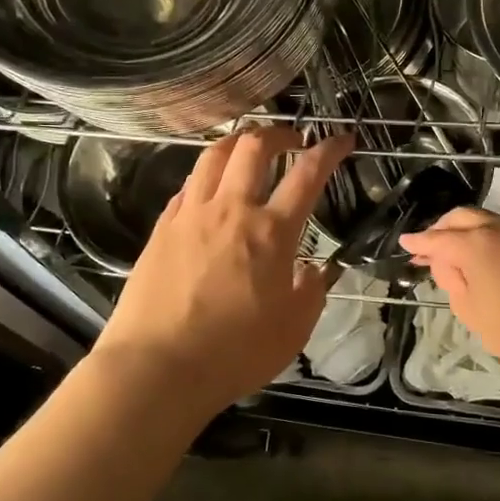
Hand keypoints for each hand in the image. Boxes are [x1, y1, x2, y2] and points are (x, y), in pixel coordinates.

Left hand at [95, 127, 354, 417]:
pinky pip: (188, 186)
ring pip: (214, 156)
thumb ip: (311, 292)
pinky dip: (206, 175)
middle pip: (254, 147)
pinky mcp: (162, 229)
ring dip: (237, 142)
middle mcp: (231, 210)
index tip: (342, 139)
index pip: (308, 174)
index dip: (329, 150)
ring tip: (248, 147)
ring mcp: (191, 215)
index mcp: (271, 232)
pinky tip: (209, 188)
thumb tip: (314, 270)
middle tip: (291, 139)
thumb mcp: (293, 330)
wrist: (157, 367)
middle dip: (278, 133)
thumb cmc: (234, 353)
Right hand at [398, 207, 499, 380]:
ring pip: (488, 220)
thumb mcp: (470, 310)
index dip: (419, 242)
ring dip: (469, 231)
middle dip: (442, 229)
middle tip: (430, 246)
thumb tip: (449, 262)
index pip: (438, 239)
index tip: (406, 242)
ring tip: (459, 250)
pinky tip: (489, 253)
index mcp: (476, 244)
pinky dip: (492, 236)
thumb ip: (452, 279)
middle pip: (462, 218)